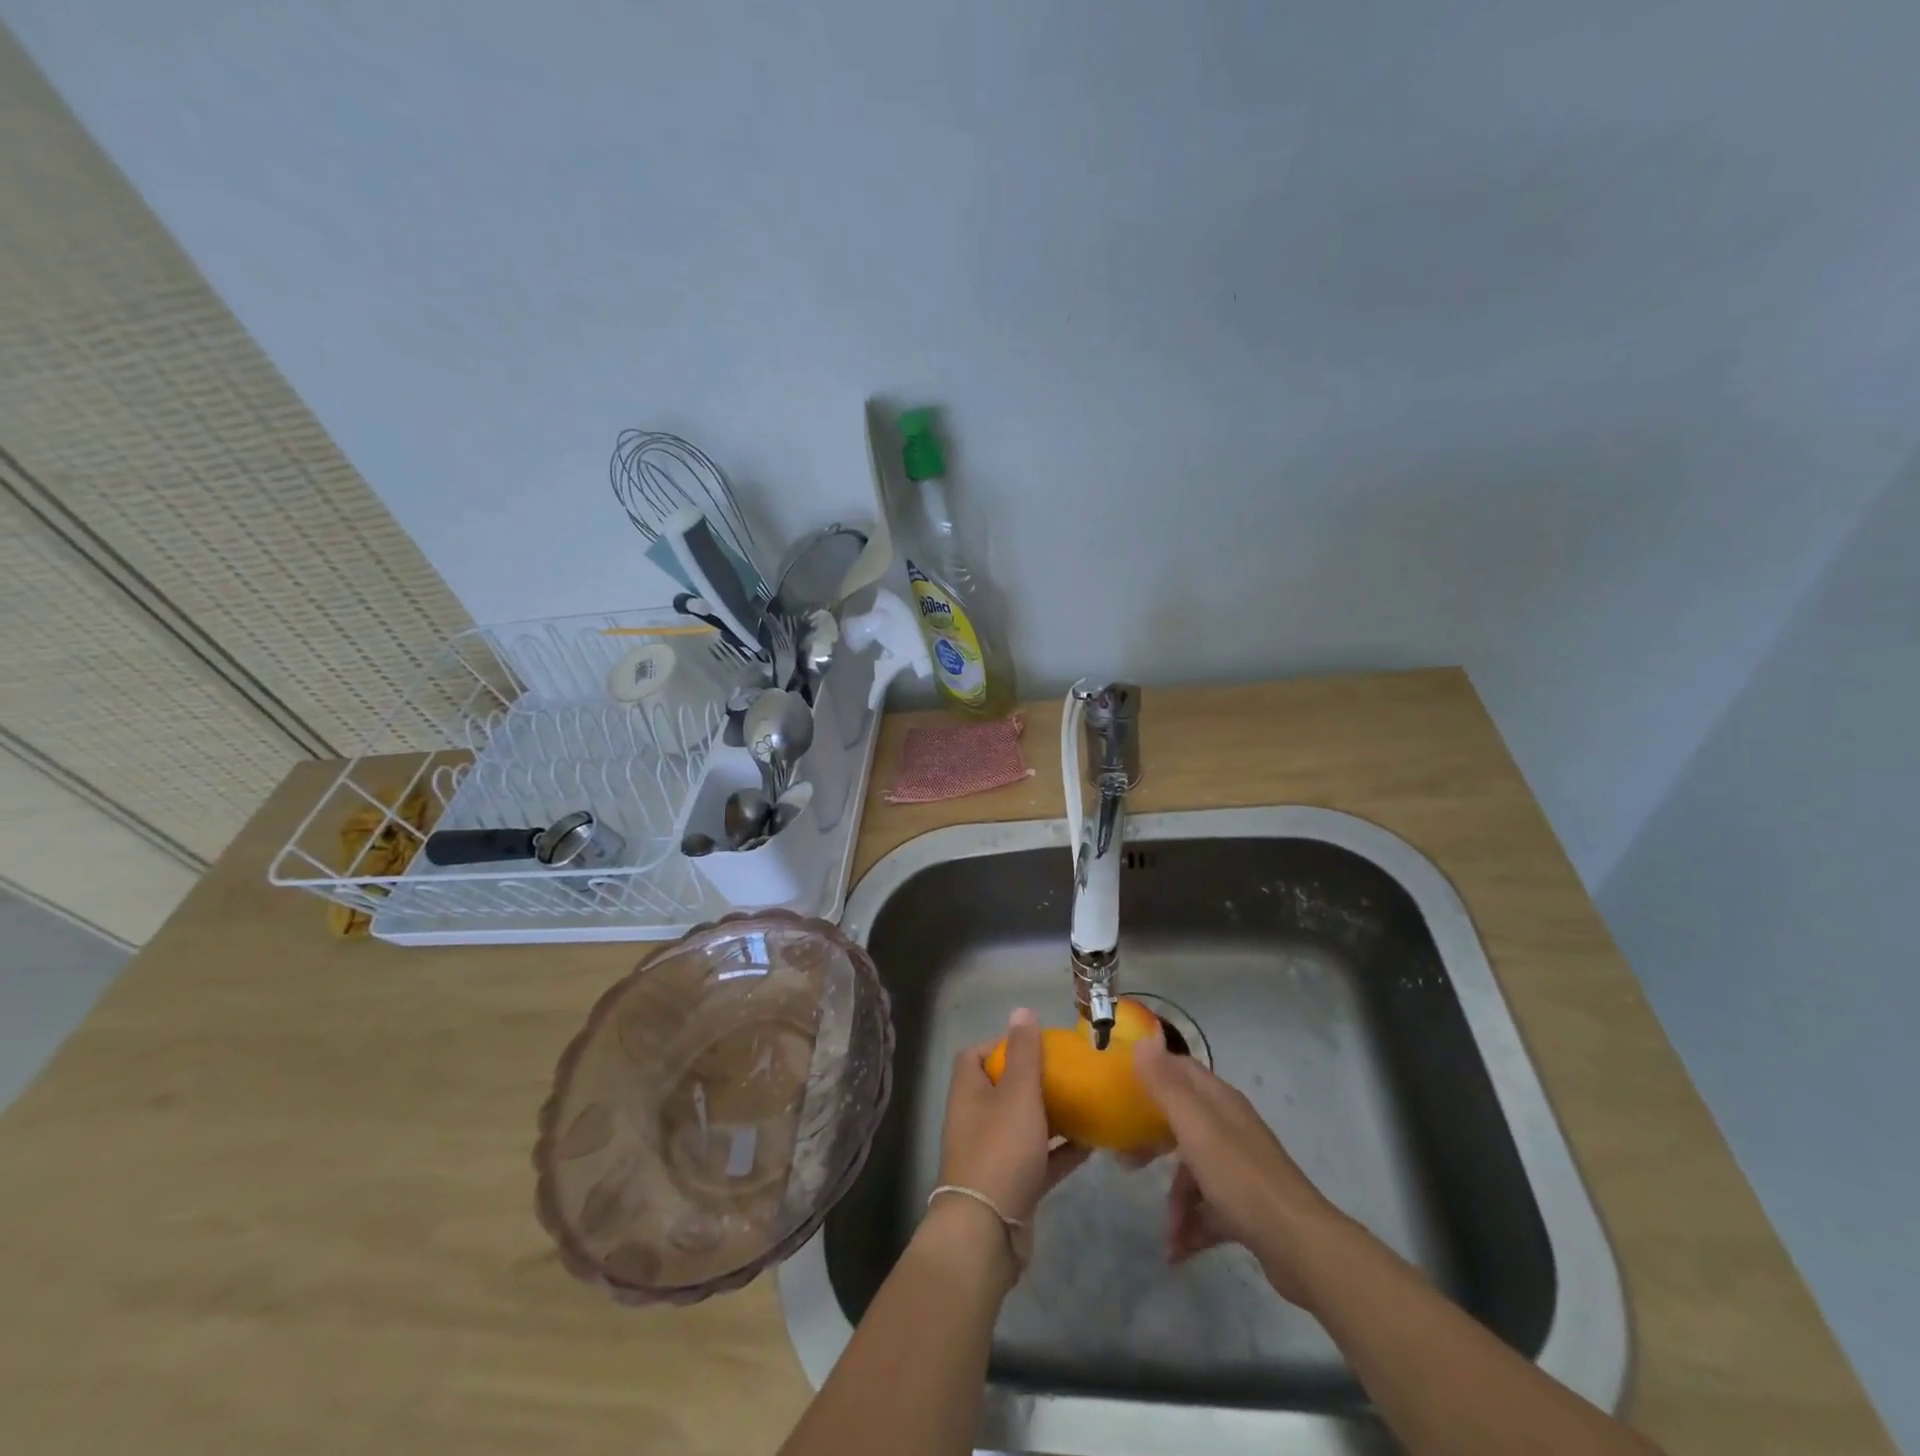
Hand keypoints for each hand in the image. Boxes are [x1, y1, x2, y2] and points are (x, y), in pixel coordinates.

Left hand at [937, 1009, 1090, 1254]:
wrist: (988, 1232)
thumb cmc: (1001, 1150)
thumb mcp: (1017, 1093)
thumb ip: (1023, 1052)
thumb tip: (1021, 1010)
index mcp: (969, 1091)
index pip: (976, 1054)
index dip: (1002, 1045)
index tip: (1036, 1044)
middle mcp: (976, 1118)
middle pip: (1004, 1089)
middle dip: (1035, 1079)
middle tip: (1069, 1072)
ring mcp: (993, 1153)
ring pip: (1025, 1124)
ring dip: (1052, 1114)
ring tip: (1086, 1101)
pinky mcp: (1012, 1183)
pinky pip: (1040, 1157)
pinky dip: (1061, 1149)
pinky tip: (1092, 1142)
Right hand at [1133, 1028, 1340, 1307]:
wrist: (1300, 1246)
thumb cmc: (1240, 1177)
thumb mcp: (1195, 1126)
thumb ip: (1166, 1085)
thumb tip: (1142, 1040)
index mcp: (1219, 1102)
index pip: (1181, 1070)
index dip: (1152, 1070)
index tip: (1119, 1082)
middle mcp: (1230, 1128)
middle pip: (1182, 1121)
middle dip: (1152, 1139)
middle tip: (1125, 1158)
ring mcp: (1240, 1168)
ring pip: (1194, 1171)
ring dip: (1176, 1199)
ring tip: (1166, 1232)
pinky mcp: (1247, 1206)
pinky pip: (1209, 1209)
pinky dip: (1192, 1227)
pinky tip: (1177, 1251)